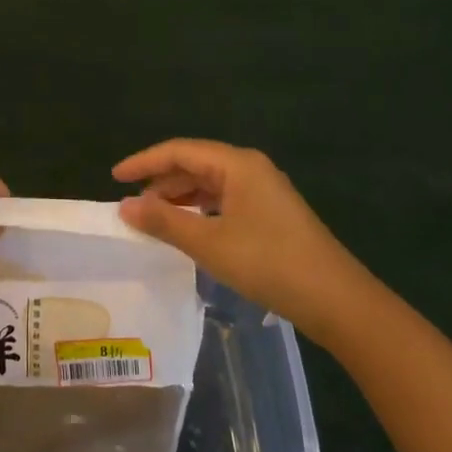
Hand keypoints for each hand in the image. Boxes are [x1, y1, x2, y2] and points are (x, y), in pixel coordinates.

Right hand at [114, 139, 363, 324]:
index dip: (143, 162)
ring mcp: (264, 191)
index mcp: (236, 164)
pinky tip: (188, 230)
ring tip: (153, 218)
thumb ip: (164, 222)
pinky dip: (200, 210)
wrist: (337, 300)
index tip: (114, 177)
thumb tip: (124, 206)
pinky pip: (224, 200)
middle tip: (131, 204)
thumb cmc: (269, 263)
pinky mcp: (271, 213)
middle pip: (195, 163)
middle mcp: (250, 168)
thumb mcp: (209, 243)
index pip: (179, 151)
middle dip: (161, 181)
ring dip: (180, 197)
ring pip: (210, 183)